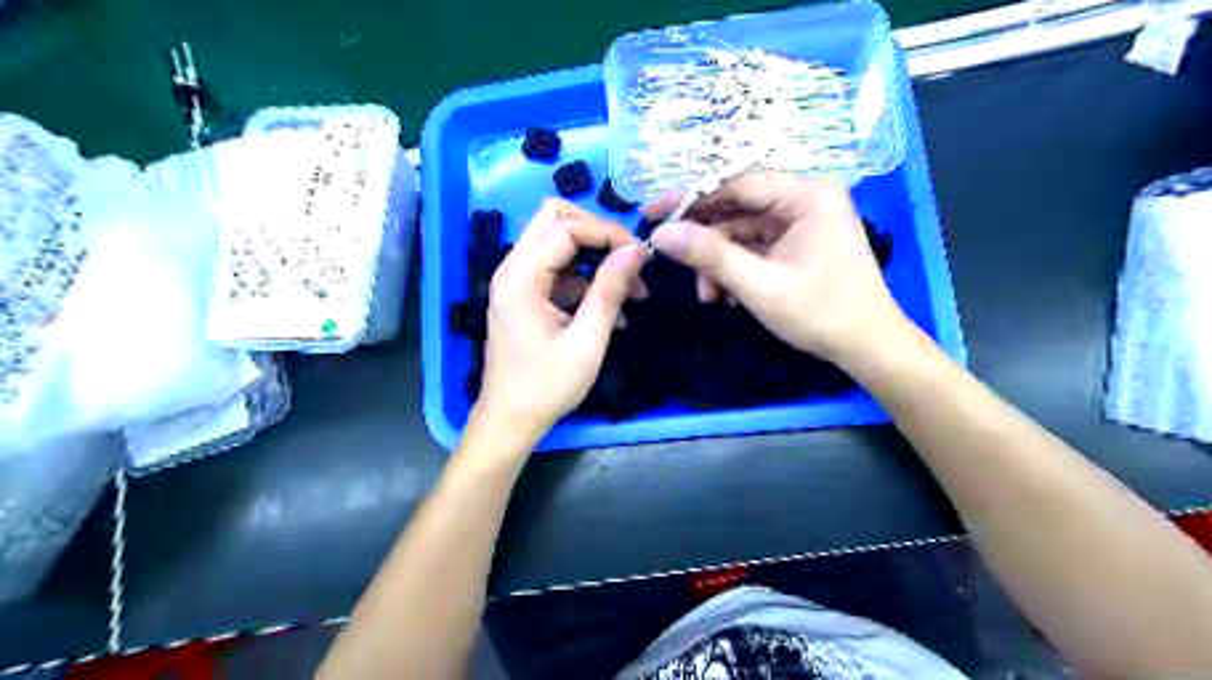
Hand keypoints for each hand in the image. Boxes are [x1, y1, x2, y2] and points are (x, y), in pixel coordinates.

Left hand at [474, 197, 648, 440]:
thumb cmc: (546, 387)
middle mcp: (513, 269)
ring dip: (595, 256)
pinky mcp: (526, 296)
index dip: (607, 233)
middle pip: (554, 219)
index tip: (640, 256)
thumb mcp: (587, 342)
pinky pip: (559, 270)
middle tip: (628, 259)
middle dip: (597, 232)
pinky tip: (613, 311)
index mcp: (521, 278)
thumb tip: (637, 250)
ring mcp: (517, 281)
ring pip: (557, 241)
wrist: (510, 421)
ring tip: (631, 290)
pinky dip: (587, 280)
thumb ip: (609, 291)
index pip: (566, 228)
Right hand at [647, 174, 913, 368]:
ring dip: (718, 262)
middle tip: (667, 256)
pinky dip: (735, 269)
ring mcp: (801, 221)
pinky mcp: (797, 242)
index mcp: (807, 195)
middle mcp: (805, 198)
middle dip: (704, 240)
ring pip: (741, 231)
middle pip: (737, 208)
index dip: (690, 199)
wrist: (867, 347)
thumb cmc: (820, 313)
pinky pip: (754, 247)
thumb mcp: (759, 285)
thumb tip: (661, 234)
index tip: (651, 212)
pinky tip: (726, 296)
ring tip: (707, 296)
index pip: (736, 185)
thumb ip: (710, 255)